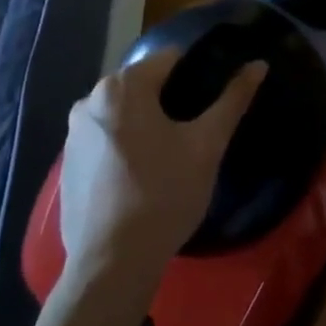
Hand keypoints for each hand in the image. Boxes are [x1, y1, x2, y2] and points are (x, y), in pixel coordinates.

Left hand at [57, 50, 266, 289]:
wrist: (112, 265)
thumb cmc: (164, 194)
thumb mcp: (207, 144)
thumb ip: (233, 99)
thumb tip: (258, 65)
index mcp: (122, 86)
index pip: (171, 60)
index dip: (198, 75)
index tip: (212, 102)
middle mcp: (89, 100)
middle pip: (144, 85)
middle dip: (171, 101)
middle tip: (197, 132)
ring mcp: (73, 135)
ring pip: (124, 113)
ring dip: (147, 124)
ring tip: (173, 156)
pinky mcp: (66, 166)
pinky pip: (105, 140)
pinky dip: (125, 147)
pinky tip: (142, 178)